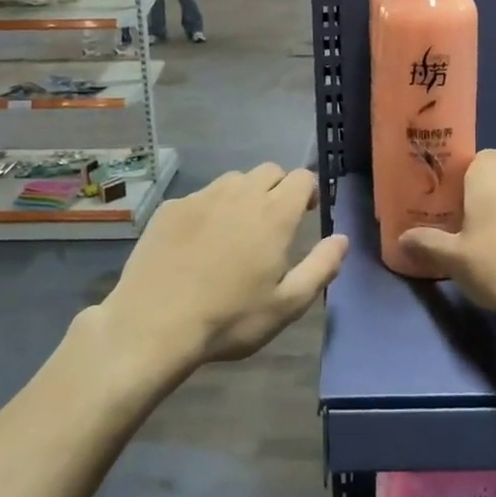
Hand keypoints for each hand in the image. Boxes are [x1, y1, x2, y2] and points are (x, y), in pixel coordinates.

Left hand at [103, 165, 347, 370]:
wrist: (152, 325)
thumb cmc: (229, 318)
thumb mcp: (287, 305)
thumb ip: (321, 267)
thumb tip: (342, 238)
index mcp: (274, 214)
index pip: (301, 178)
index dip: (309, 191)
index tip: (307, 213)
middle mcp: (240, 194)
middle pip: (269, 171)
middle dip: (278, 188)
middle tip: (274, 222)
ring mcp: (201, 198)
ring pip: (233, 180)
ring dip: (244, 194)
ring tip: (237, 229)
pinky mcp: (170, 208)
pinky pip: (200, 196)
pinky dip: (209, 209)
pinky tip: (198, 242)